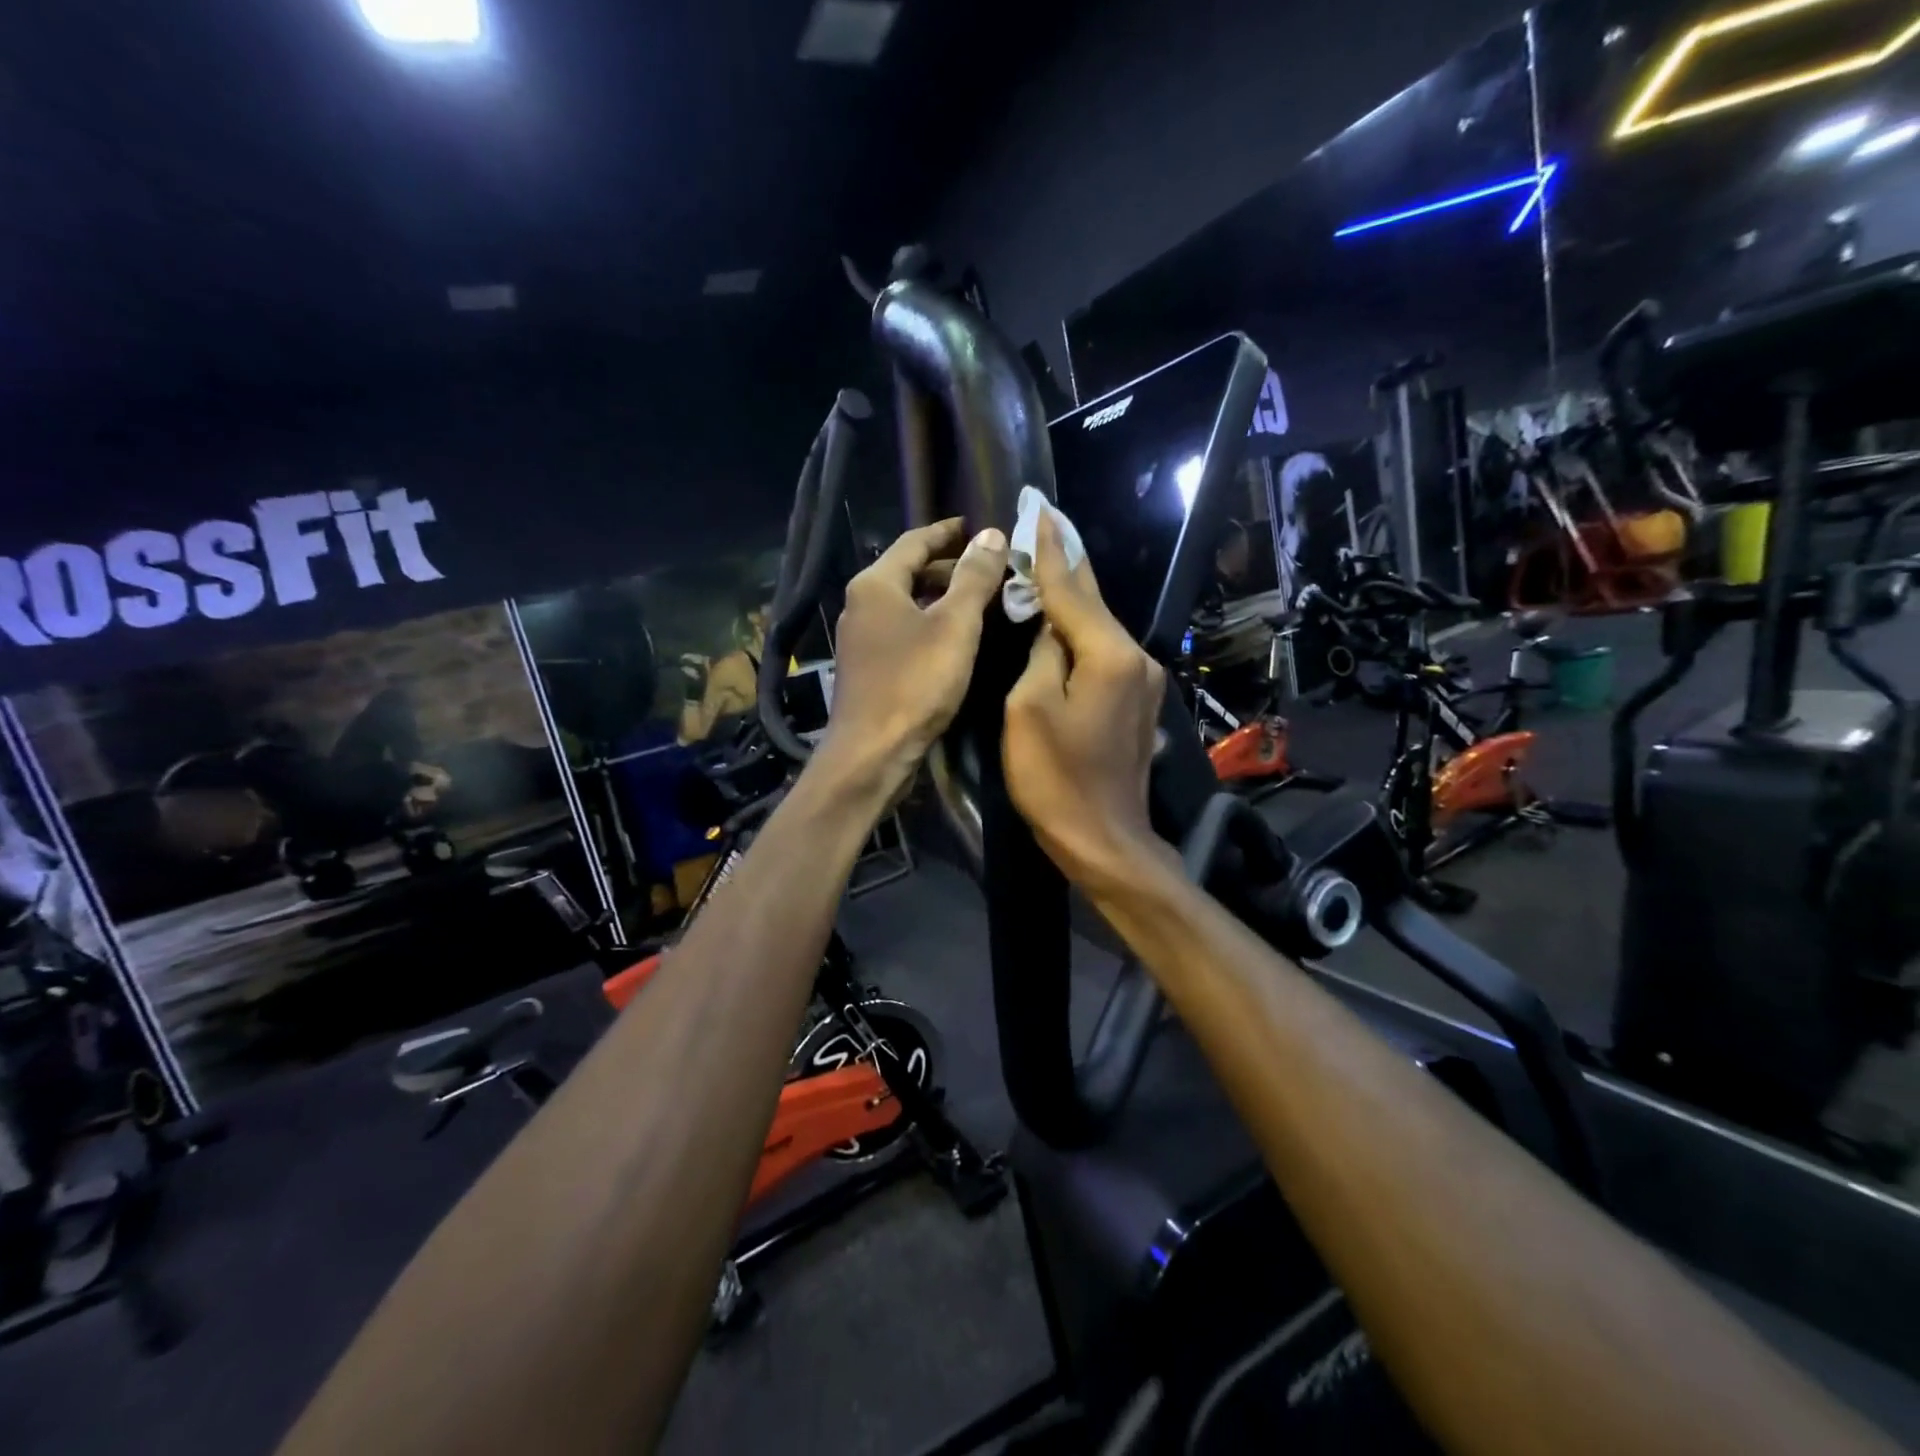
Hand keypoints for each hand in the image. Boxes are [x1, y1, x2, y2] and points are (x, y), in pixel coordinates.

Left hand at [821, 518, 1009, 794]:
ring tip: (979, 601)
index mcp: (875, 584)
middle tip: (989, 567)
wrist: (872, 753)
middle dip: (948, 567)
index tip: (977, 527)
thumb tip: (991, 534)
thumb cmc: (915, 683)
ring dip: (940, 598)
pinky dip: (929, 624)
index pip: (915, 541)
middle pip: (908, 572)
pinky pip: (902, 631)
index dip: (948, 532)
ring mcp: (860, 638)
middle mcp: (860, 604)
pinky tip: (954, 640)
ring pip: (906, 604)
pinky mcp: (866, 668)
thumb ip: (974, 578)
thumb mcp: (955, 626)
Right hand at [1003, 512, 1167, 887]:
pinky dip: (1082, 633)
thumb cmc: (1056, 779)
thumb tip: (1049, 627)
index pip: (1073, 589)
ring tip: (1048, 564)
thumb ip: (1041, 653)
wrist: (1104, 841)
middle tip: (1047, 521)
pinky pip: (1106, 653)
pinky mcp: (1137, 704)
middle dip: (1069, 562)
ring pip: (1101, 627)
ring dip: (1074, 598)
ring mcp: (1143, 682)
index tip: (1038, 510)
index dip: (1051, 551)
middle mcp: (1137, 657)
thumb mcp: (1028, 710)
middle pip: (1095, 601)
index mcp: (1110, 654)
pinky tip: (1064, 623)